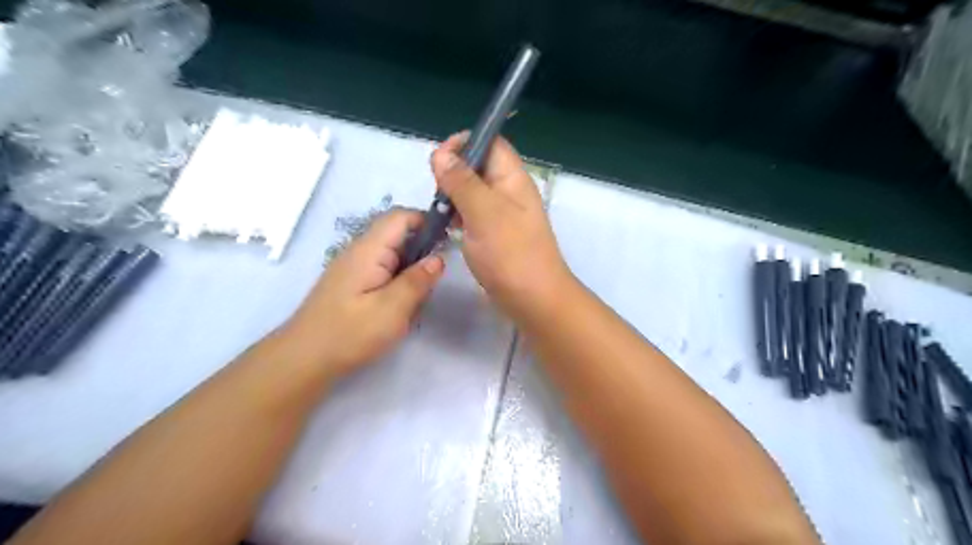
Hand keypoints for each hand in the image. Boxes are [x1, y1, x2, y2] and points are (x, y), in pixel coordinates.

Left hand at [283, 208, 444, 377]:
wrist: (305, 358)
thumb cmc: (350, 333)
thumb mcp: (392, 309)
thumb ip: (417, 280)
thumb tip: (438, 258)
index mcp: (369, 250)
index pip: (401, 216)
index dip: (426, 221)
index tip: (448, 243)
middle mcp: (360, 251)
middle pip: (398, 234)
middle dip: (421, 252)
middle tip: (432, 281)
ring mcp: (354, 267)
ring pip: (393, 255)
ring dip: (410, 271)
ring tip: (416, 300)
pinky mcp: (353, 282)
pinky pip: (384, 270)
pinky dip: (398, 282)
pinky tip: (399, 307)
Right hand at [431, 131, 571, 319]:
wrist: (533, 300)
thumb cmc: (511, 254)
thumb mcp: (483, 213)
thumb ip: (462, 182)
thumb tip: (441, 154)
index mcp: (512, 178)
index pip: (490, 142)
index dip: (464, 143)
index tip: (438, 160)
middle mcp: (509, 191)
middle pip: (478, 166)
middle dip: (453, 171)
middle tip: (436, 191)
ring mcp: (502, 214)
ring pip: (473, 191)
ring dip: (453, 195)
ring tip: (438, 210)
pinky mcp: (495, 234)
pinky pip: (473, 214)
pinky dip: (458, 215)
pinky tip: (447, 226)